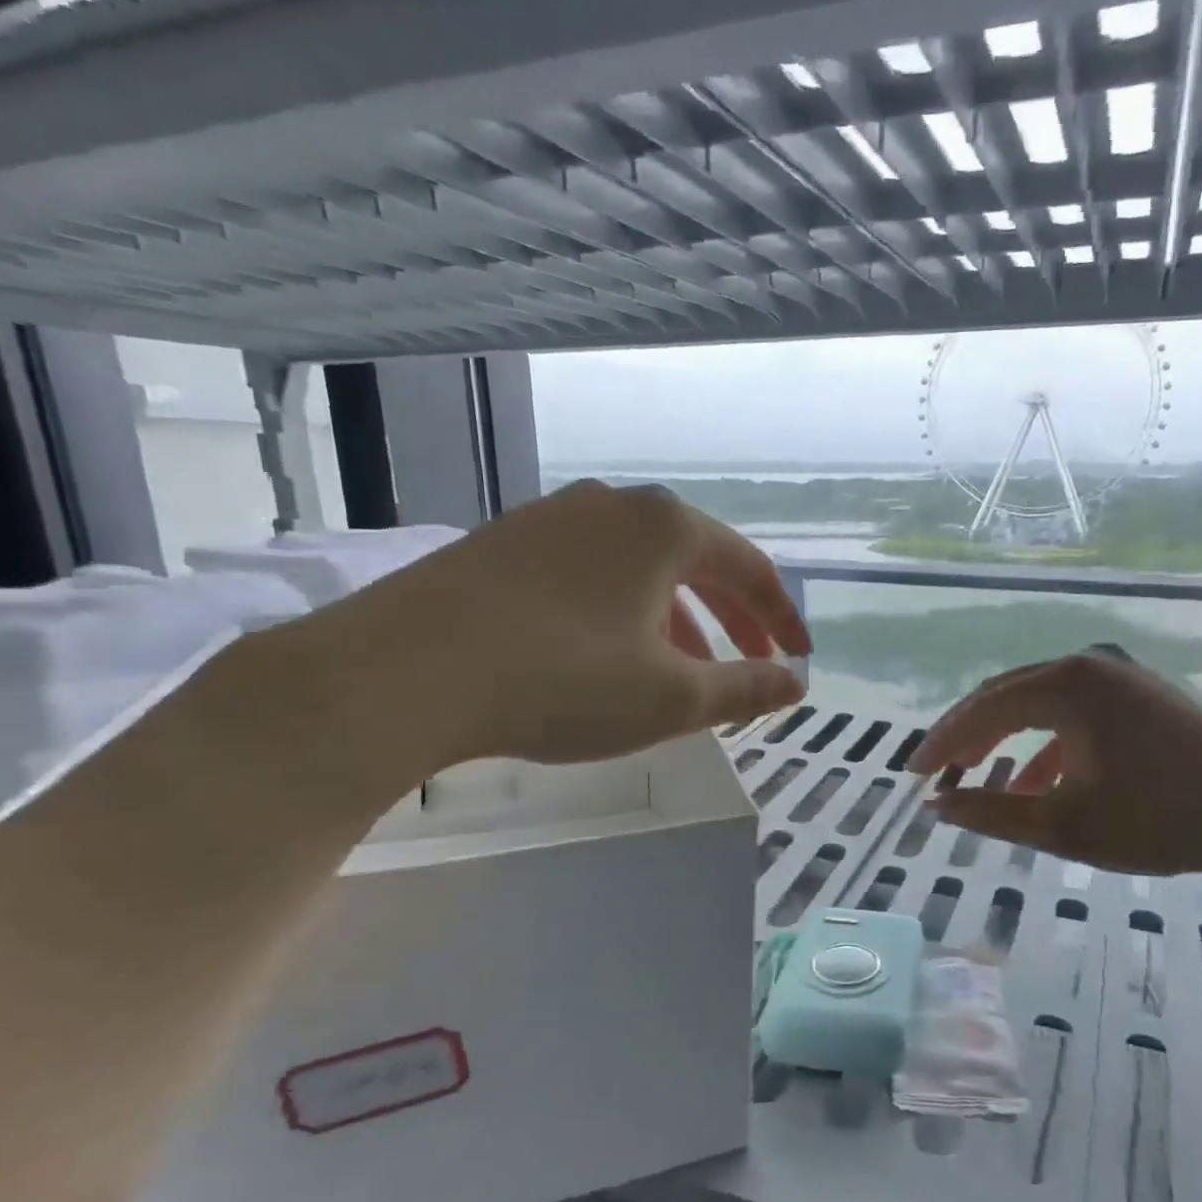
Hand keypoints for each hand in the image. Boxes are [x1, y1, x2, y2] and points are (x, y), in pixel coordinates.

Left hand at [308, 481, 810, 767]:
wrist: (403, 673)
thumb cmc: (563, 681)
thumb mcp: (672, 696)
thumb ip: (745, 688)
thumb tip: (795, 683)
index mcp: (665, 528)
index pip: (749, 568)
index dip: (782, 617)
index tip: (798, 657)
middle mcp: (614, 505)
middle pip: (698, 561)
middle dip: (734, 617)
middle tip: (755, 662)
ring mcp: (553, 517)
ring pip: (642, 567)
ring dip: (679, 617)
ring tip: (687, 669)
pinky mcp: (506, 542)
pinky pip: (593, 572)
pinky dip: (625, 610)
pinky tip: (612, 651)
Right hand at [908, 651, 1201, 876]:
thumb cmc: (1159, 820)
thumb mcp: (1064, 824)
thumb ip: (991, 813)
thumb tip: (936, 807)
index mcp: (1067, 684)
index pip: (984, 708)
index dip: (943, 742)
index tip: (912, 774)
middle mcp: (1088, 665)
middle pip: (1007, 697)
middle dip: (969, 737)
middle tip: (936, 772)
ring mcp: (1117, 675)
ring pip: (1038, 704)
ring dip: (1005, 740)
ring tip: (977, 776)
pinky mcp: (1138, 694)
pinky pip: (1073, 712)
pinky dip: (1047, 744)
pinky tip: (1036, 781)